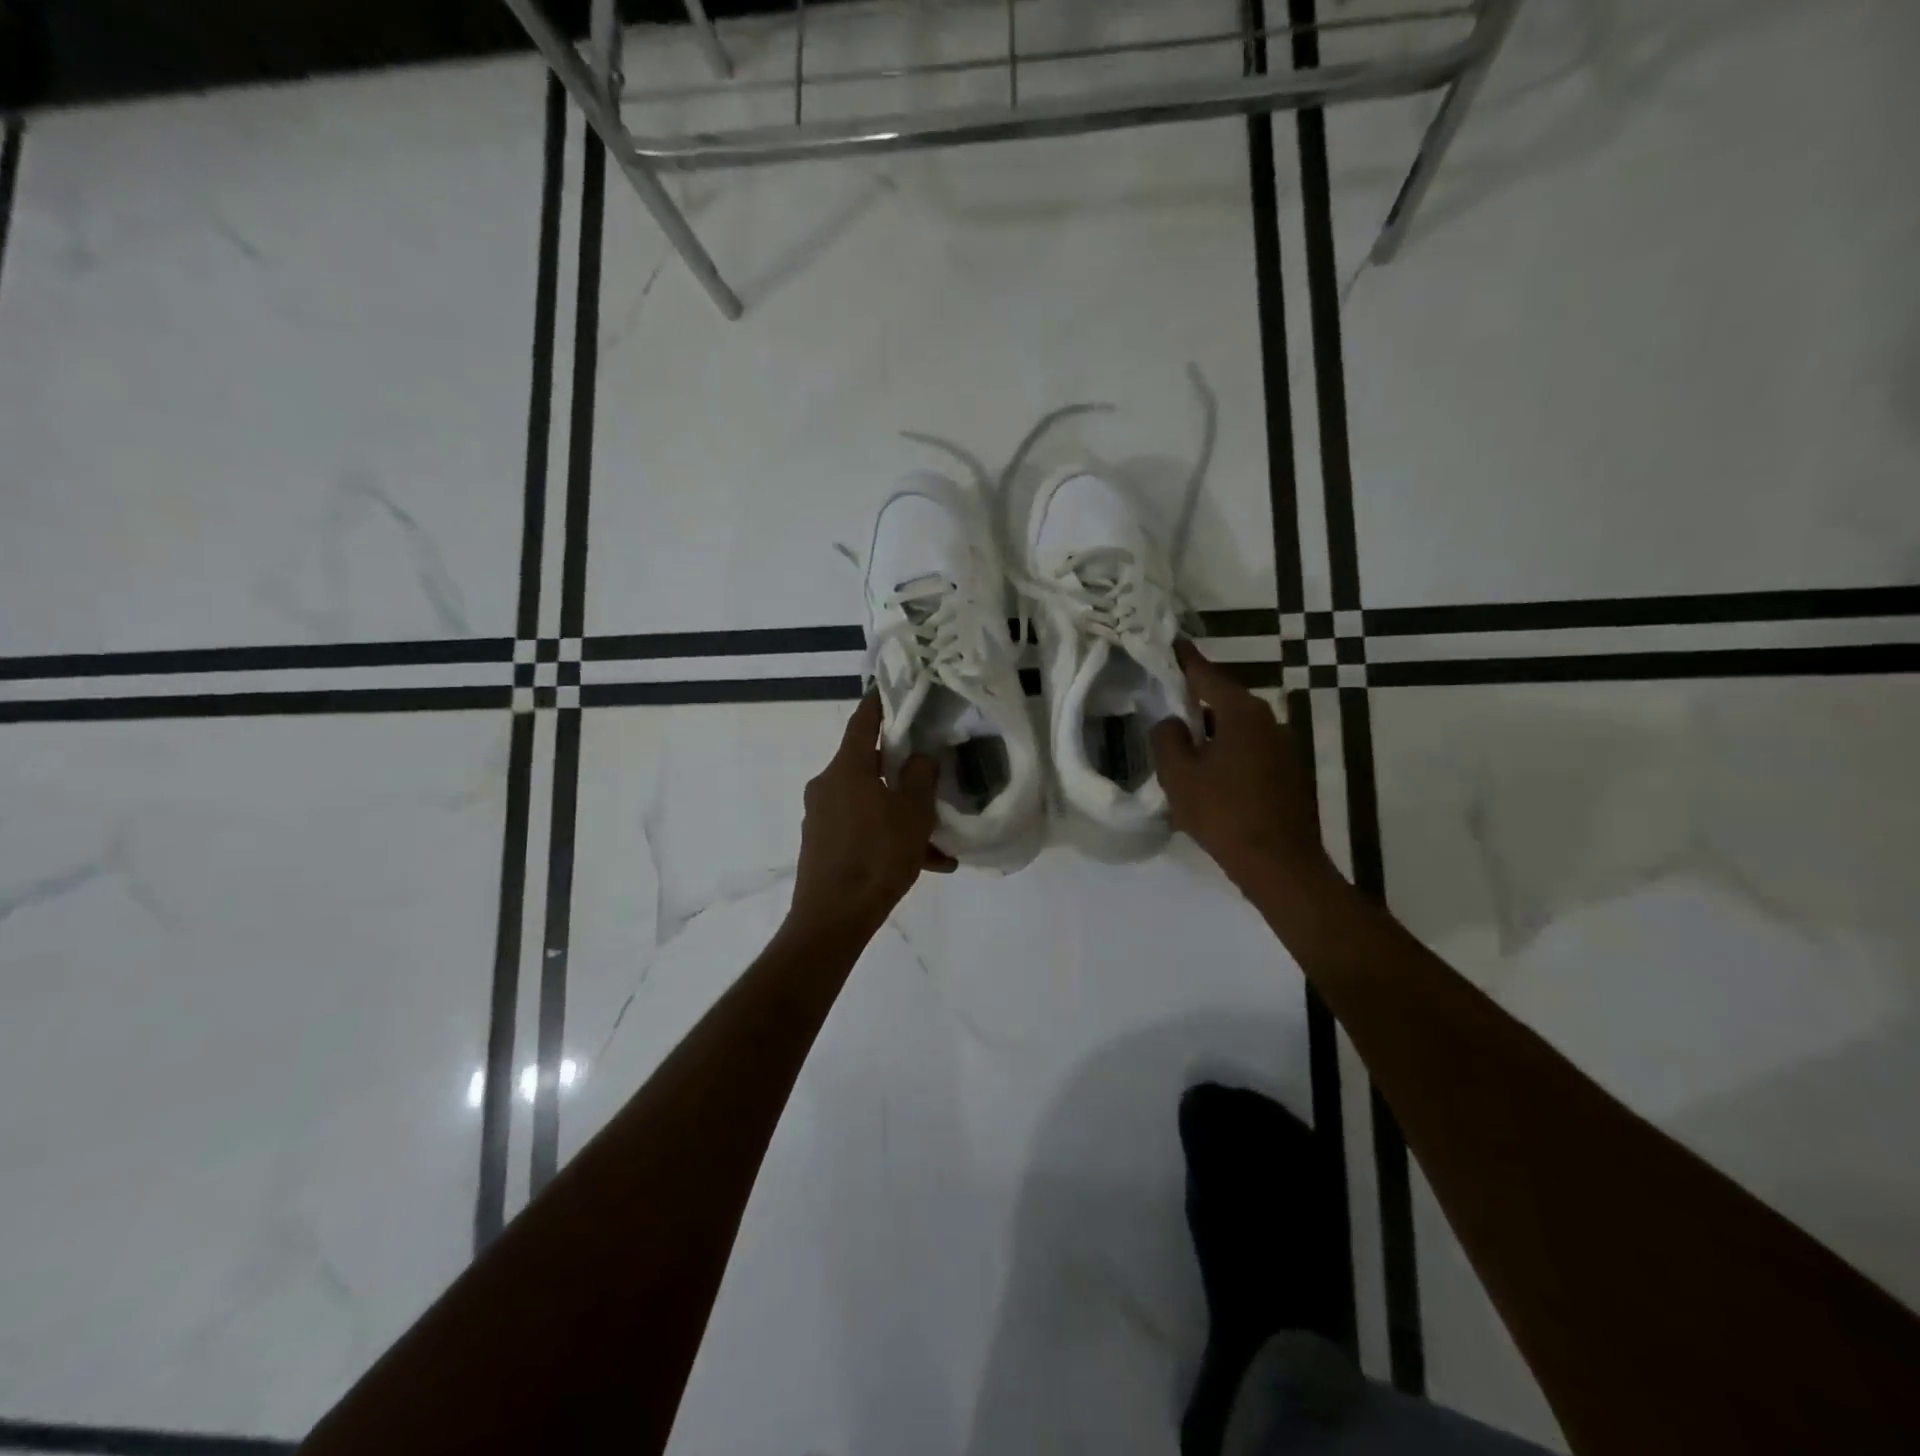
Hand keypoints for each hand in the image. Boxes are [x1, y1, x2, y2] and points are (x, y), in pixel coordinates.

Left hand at [788, 694, 954, 939]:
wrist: (833, 918)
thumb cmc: (876, 856)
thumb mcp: (912, 814)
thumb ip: (920, 778)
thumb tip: (920, 758)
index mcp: (847, 769)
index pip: (862, 722)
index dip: (878, 703)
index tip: (891, 689)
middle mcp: (827, 785)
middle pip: (868, 765)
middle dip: (901, 771)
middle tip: (930, 775)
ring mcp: (821, 817)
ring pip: (870, 803)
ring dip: (902, 815)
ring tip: (939, 841)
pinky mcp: (822, 845)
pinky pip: (862, 830)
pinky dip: (889, 838)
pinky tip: (926, 863)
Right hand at [1151, 640, 1332, 893]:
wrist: (1280, 864)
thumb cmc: (1224, 813)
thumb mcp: (1180, 775)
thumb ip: (1167, 739)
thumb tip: (1172, 723)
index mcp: (1242, 713)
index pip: (1207, 674)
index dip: (1184, 659)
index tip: (1171, 643)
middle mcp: (1269, 720)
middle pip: (1224, 701)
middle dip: (1196, 701)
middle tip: (1166, 703)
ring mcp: (1284, 747)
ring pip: (1237, 728)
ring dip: (1211, 733)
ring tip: (1183, 746)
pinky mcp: (1288, 773)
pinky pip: (1249, 750)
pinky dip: (1227, 753)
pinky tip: (1209, 776)